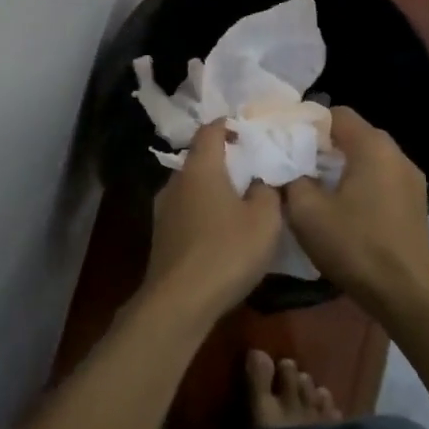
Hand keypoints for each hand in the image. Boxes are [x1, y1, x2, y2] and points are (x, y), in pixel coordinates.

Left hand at [143, 121, 282, 323]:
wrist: (179, 302)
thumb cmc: (227, 251)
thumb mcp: (265, 220)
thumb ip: (267, 191)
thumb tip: (260, 180)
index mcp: (200, 168)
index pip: (210, 130)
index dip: (229, 126)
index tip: (249, 132)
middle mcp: (176, 181)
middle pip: (200, 159)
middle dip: (224, 160)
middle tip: (252, 169)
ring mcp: (163, 209)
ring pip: (191, 187)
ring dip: (213, 189)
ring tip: (239, 202)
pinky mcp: (161, 236)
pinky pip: (186, 211)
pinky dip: (203, 211)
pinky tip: (220, 230)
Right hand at [283, 107, 428, 318]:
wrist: (406, 294)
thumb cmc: (355, 246)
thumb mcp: (307, 212)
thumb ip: (291, 179)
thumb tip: (286, 167)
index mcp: (373, 146)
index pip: (336, 113)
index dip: (306, 123)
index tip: (284, 143)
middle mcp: (397, 154)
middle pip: (353, 135)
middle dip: (321, 146)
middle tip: (293, 165)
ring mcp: (411, 179)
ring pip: (367, 159)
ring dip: (341, 167)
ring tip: (315, 188)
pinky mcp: (414, 203)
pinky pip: (380, 179)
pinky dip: (359, 184)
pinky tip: (343, 209)